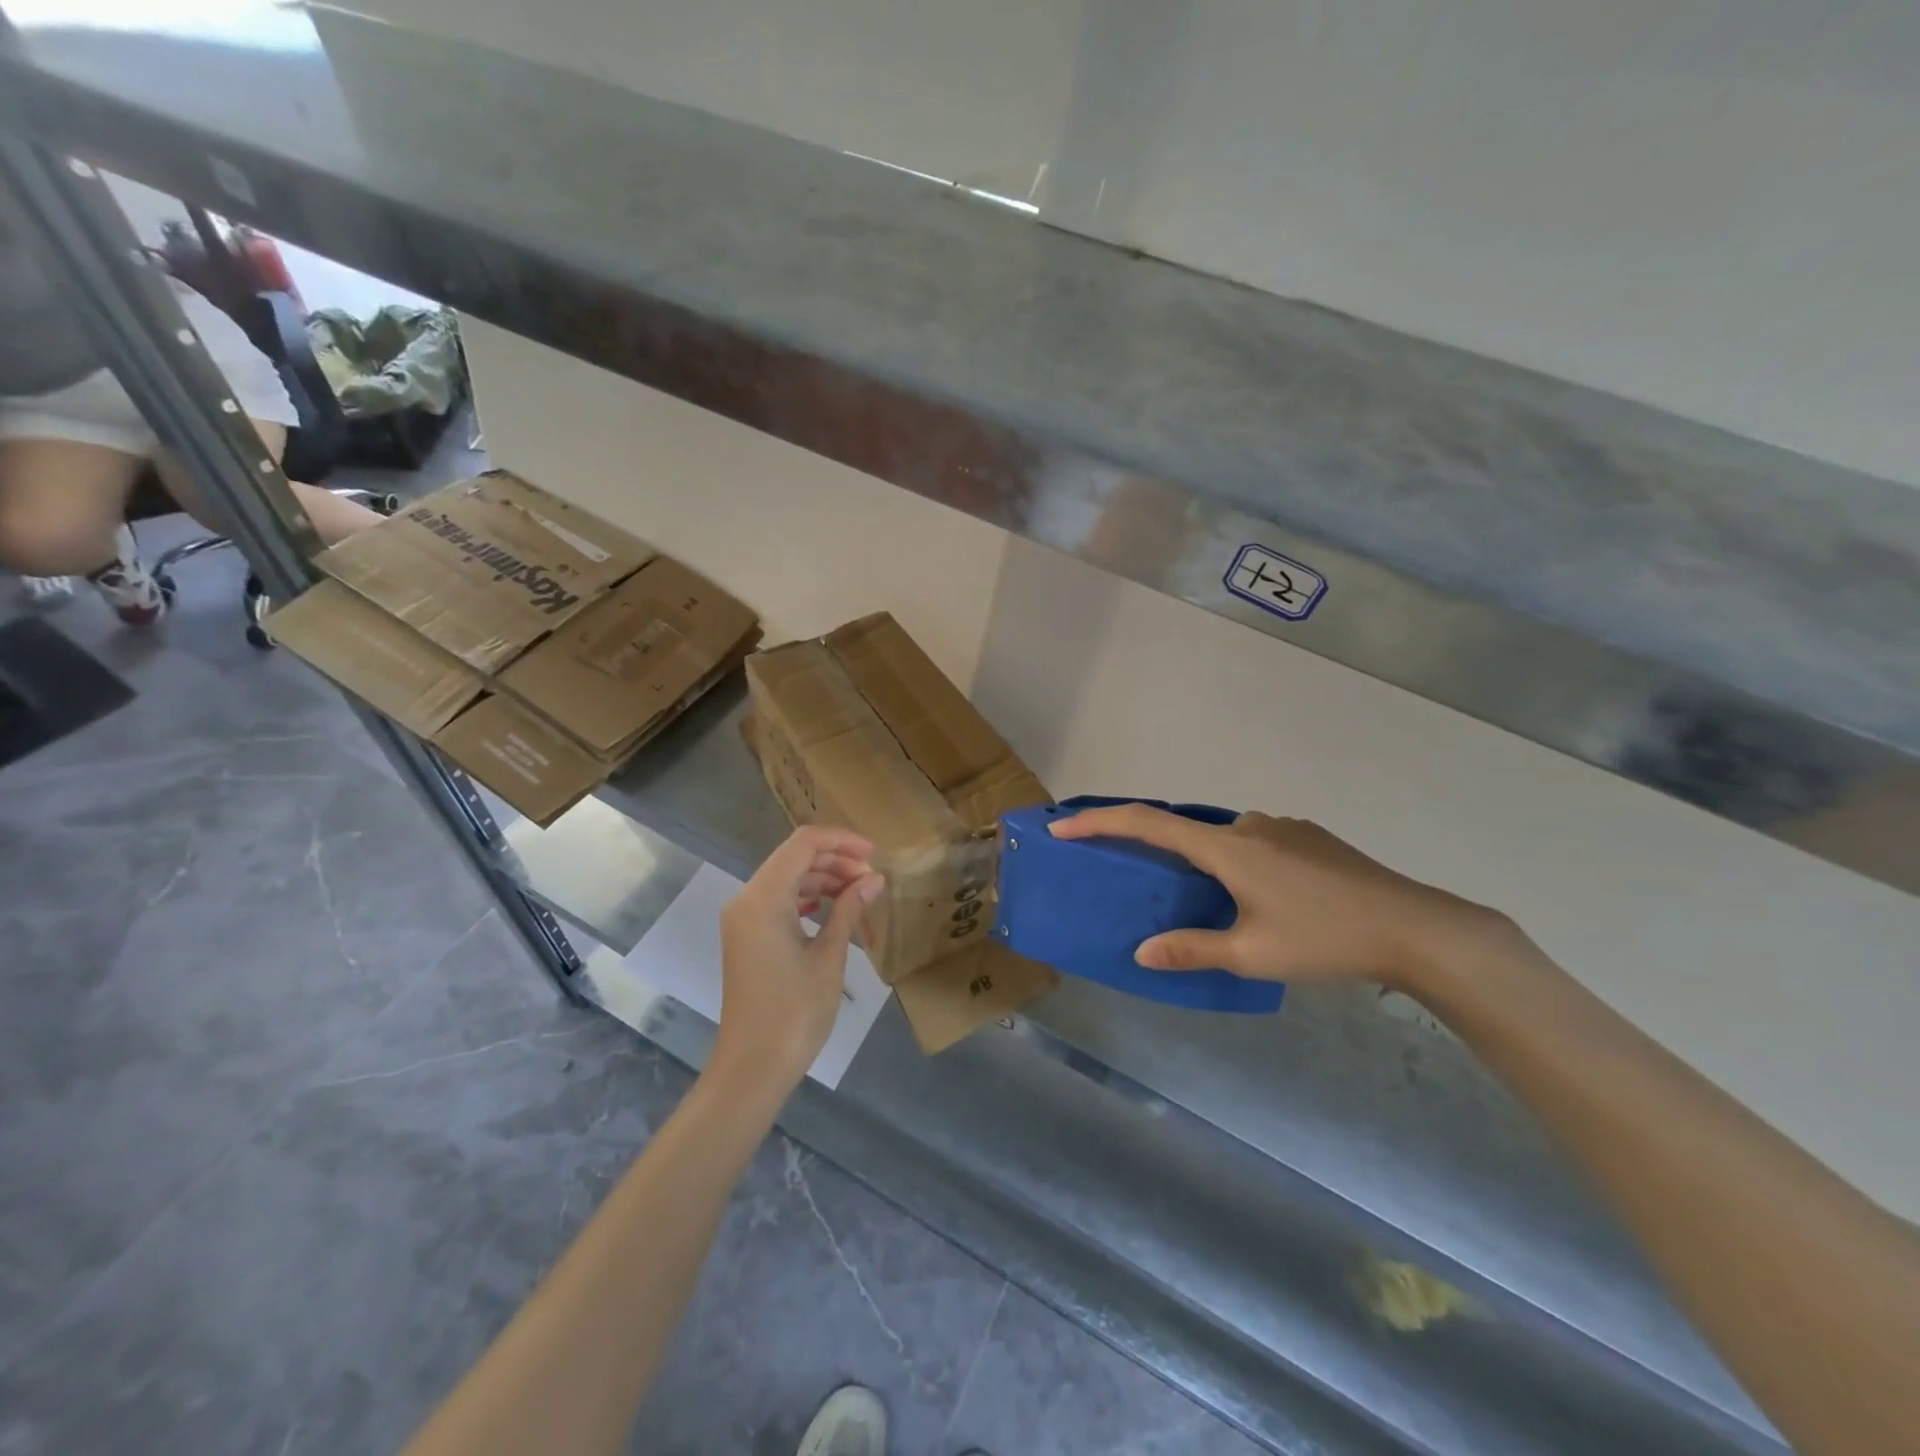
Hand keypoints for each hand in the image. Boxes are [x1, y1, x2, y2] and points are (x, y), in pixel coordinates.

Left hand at [711, 827, 884, 1093]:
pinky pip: (778, 900)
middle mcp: (746, 899)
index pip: (803, 844)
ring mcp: (743, 919)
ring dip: (823, 879)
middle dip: (835, 860)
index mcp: (763, 898)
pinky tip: (830, 909)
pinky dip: (806, 897)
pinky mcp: (746, 936)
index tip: (875, 854)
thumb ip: (849, 909)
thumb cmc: (795, 1011)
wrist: (753, 1066)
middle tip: (871, 879)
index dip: (841, 841)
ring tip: (858, 895)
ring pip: (786, 877)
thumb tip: (873, 879)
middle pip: (794, 857)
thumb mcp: (829, 956)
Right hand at [1049, 804, 1491, 989]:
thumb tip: (1143, 952)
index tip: (1064, 827)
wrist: (1416, 928)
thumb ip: (1192, 949)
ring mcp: (1283, 827)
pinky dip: (1240, 863)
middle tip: (1148, 885)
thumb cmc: (1325, 940)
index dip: (1100, 822)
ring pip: (1226, 840)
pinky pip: (1257, 843)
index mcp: (1227, 847)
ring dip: (1207, 863)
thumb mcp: (1252, 955)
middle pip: (1186, 830)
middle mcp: (1249, 825)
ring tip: (1217, 907)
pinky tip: (1266, 900)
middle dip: (1158, 851)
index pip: (1148, 824)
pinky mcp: (1310, 838)